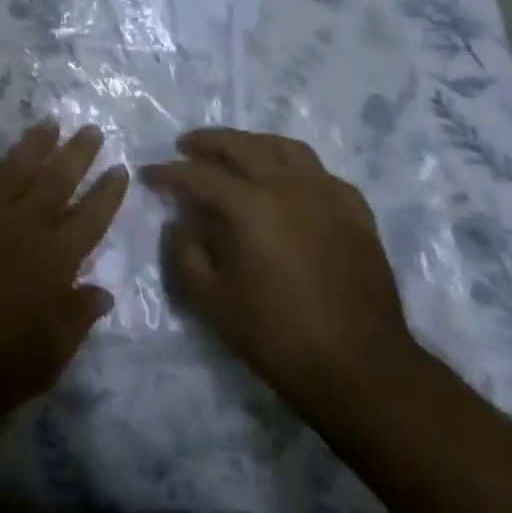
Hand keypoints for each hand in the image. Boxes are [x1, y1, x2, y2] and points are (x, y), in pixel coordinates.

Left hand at [0, 121, 127, 420]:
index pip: (90, 219)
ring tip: (52, 124)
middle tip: (92, 129)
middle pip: (57, 181)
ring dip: (38, 145)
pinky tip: (10, 153)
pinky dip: (2, 162)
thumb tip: (102, 291)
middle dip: (77, 154)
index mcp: (55, 262)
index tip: (120, 169)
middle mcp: (25, 228)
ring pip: (19, 169)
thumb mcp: (50, 357)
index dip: (107, 194)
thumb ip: (77, 318)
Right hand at [144, 129, 417, 416]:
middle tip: (185, 146)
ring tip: (234, 152)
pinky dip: (294, 167)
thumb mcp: (213, 301)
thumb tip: (179, 223)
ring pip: (284, 148)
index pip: (199, 175)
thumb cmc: (279, 336)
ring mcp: (328, 195)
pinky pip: (320, 172)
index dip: (169, 173)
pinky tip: (286, 181)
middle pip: (242, 146)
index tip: (149, 174)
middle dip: (207, 142)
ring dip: (251, 143)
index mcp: (252, 206)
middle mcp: (289, 186)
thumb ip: (185, 254)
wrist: (362, 369)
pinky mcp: (356, 213)